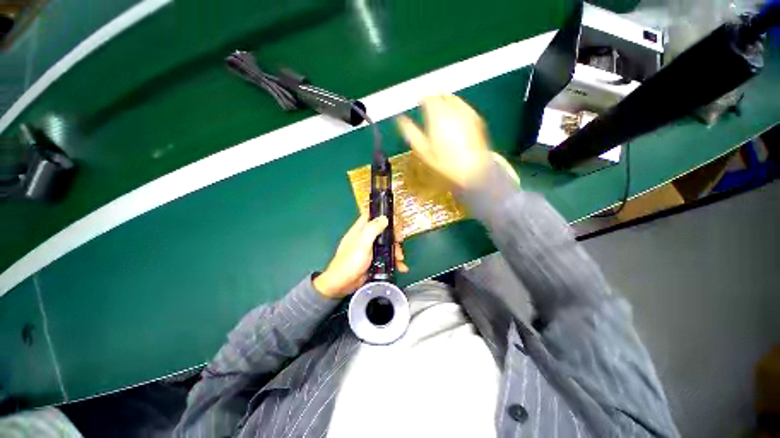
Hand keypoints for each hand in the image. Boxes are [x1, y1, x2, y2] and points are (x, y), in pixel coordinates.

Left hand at [314, 214, 407, 298]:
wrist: (343, 284)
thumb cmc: (351, 261)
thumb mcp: (363, 243)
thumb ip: (373, 229)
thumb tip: (384, 218)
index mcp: (361, 229)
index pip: (372, 215)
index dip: (383, 215)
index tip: (395, 220)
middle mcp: (366, 237)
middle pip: (383, 231)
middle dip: (393, 236)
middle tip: (400, 242)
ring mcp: (370, 249)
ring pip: (386, 244)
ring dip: (395, 250)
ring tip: (400, 259)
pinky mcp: (374, 260)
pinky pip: (386, 257)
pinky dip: (394, 260)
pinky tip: (401, 267)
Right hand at [397, 95, 490, 188]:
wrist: (472, 170)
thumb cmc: (443, 163)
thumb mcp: (423, 150)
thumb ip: (411, 132)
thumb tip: (400, 119)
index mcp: (436, 114)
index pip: (428, 98)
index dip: (422, 99)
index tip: (419, 103)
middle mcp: (452, 109)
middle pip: (442, 95)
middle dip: (434, 98)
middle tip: (429, 107)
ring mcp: (466, 112)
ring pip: (454, 99)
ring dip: (446, 101)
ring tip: (441, 112)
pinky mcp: (477, 119)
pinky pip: (464, 107)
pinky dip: (457, 108)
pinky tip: (455, 119)